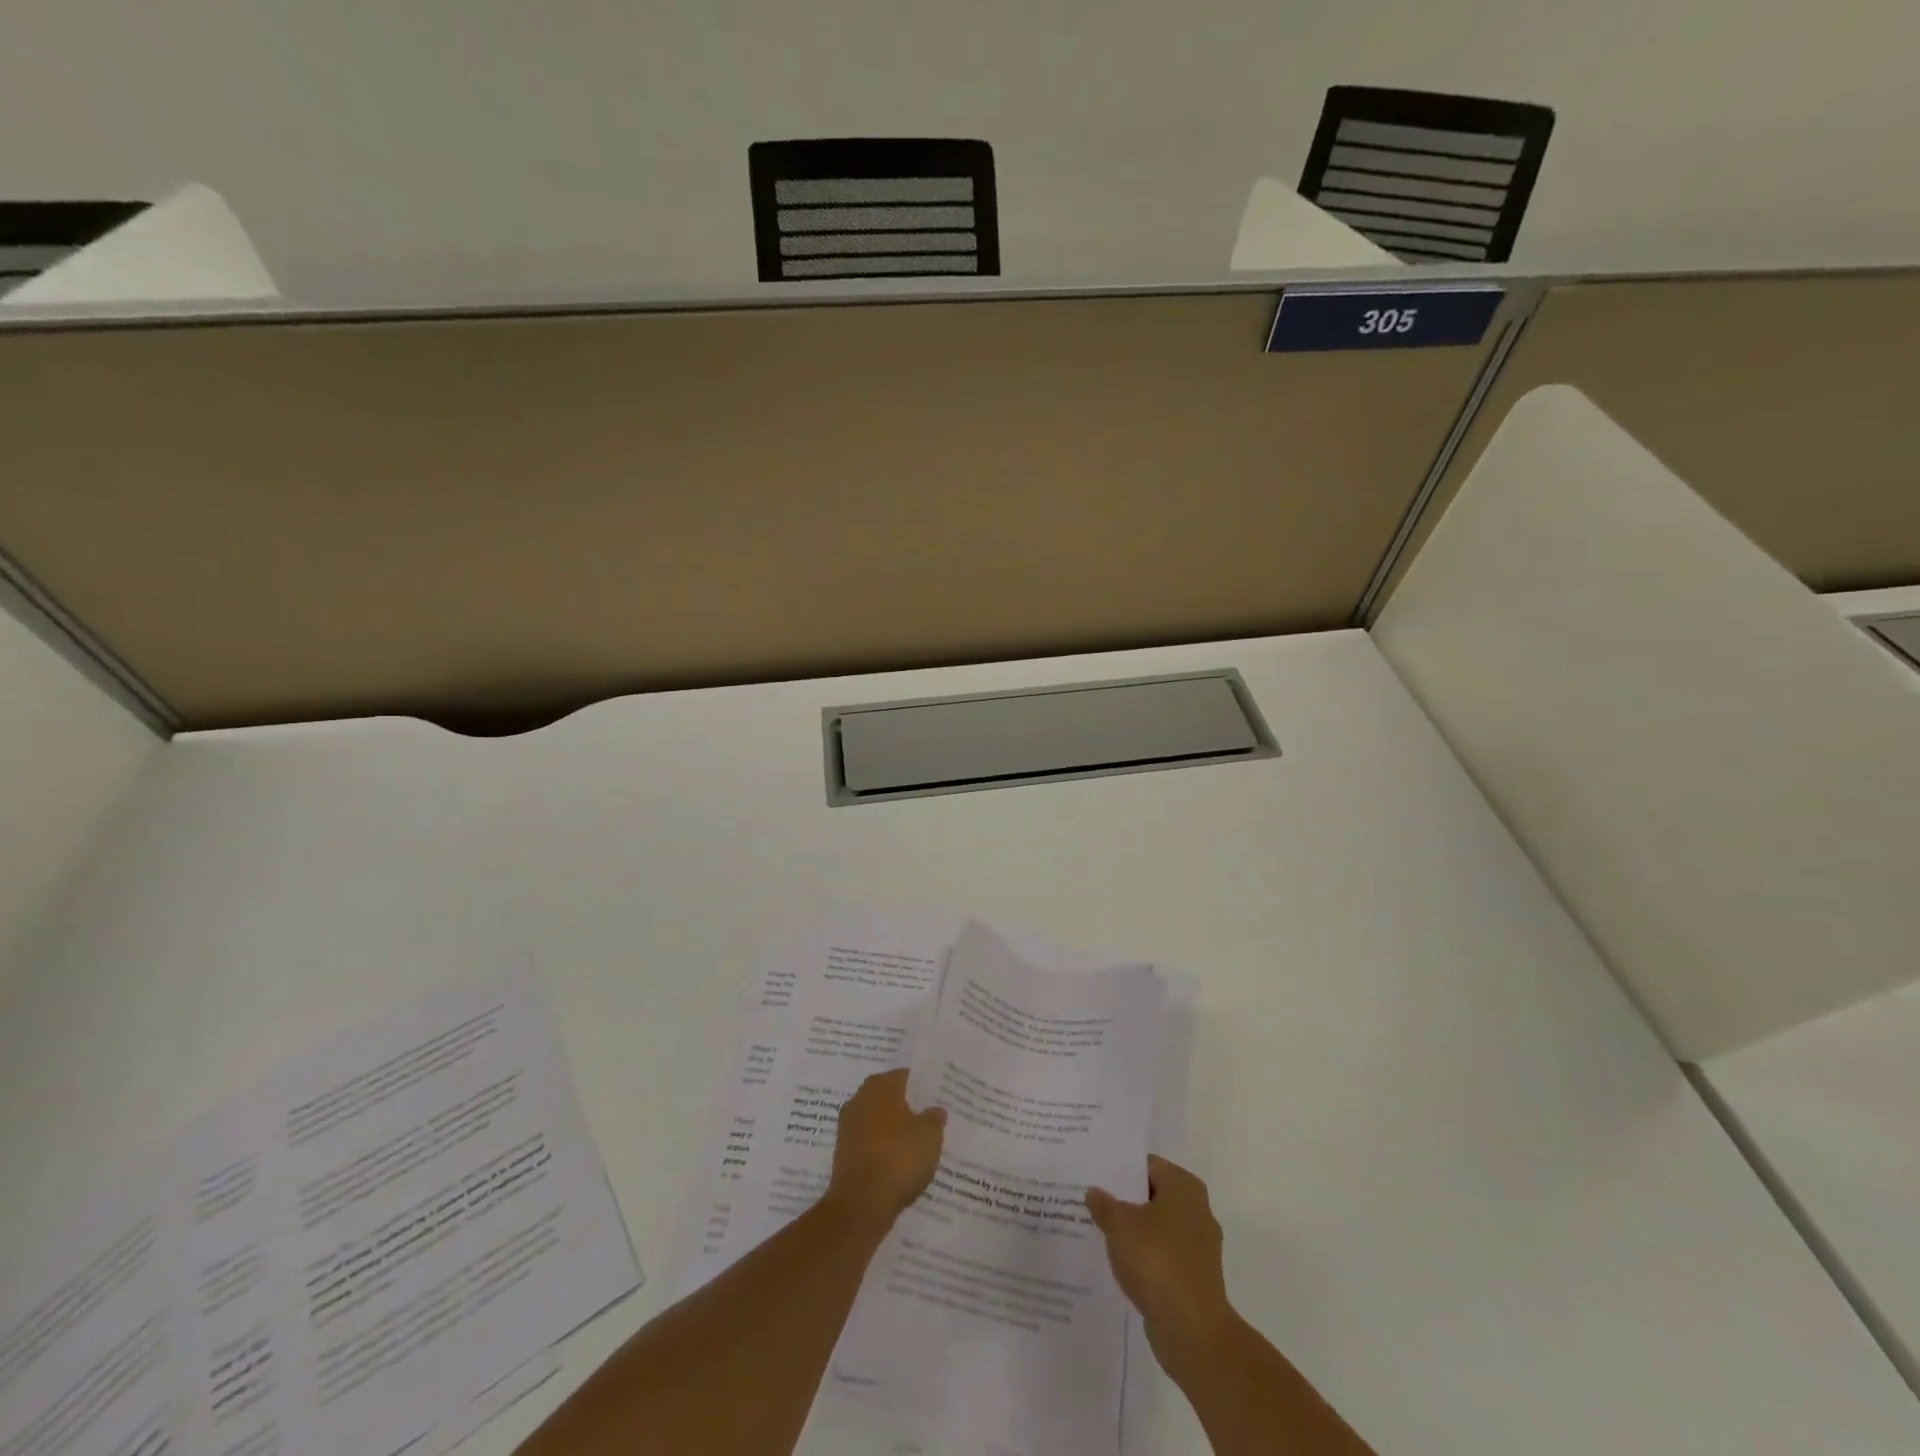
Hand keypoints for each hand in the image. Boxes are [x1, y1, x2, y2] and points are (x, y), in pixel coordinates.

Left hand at [827, 1069, 946, 1228]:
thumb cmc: (899, 1157)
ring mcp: (848, 1127)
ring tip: (919, 1146)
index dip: (924, 1087)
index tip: (938, 1099)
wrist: (861, 1205)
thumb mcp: (930, 1135)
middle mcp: (860, 1099)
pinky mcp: (843, 1155)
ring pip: (880, 1123)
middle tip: (931, 1121)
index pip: (906, 1077)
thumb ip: (934, 1118)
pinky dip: (884, 1152)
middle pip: (890, 1099)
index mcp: (880, 1085)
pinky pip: (871, 1145)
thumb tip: (935, 1110)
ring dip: (895, 1132)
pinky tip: (900, 1165)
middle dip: (908, 1109)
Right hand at [1086, 1156, 1235, 1376]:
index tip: (1093, 1175)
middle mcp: (1197, 1209)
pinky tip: (1118, 1262)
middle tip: (1091, 1201)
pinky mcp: (1195, 1276)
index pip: (1146, 1165)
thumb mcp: (1120, 1226)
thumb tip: (1094, 1192)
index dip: (1118, 1169)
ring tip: (1099, 1231)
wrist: (1193, 1332)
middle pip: (1152, 1195)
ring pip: (1156, 1227)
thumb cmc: (1158, 1262)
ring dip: (1133, 1230)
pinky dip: (1144, 1256)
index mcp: (1184, 1186)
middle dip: (1124, 1200)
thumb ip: (1104, 1204)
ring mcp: (1199, 1246)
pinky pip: (1163, 1255)